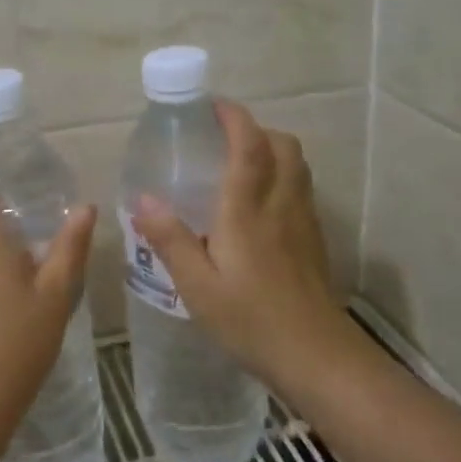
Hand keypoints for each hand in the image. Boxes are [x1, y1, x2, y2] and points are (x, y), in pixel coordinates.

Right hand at [130, 100, 341, 377]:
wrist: (317, 357)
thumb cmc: (251, 320)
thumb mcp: (197, 286)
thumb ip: (171, 240)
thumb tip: (143, 200)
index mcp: (248, 209)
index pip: (248, 146)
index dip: (234, 117)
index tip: (213, 105)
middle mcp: (281, 204)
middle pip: (282, 145)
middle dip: (255, 129)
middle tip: (223, 137)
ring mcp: (304, 221)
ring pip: (296, 165)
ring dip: (272, 150)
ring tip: (240, 164)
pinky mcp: (314, 240)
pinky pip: (301, 189)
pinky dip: (282, 176)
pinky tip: (259, 206)